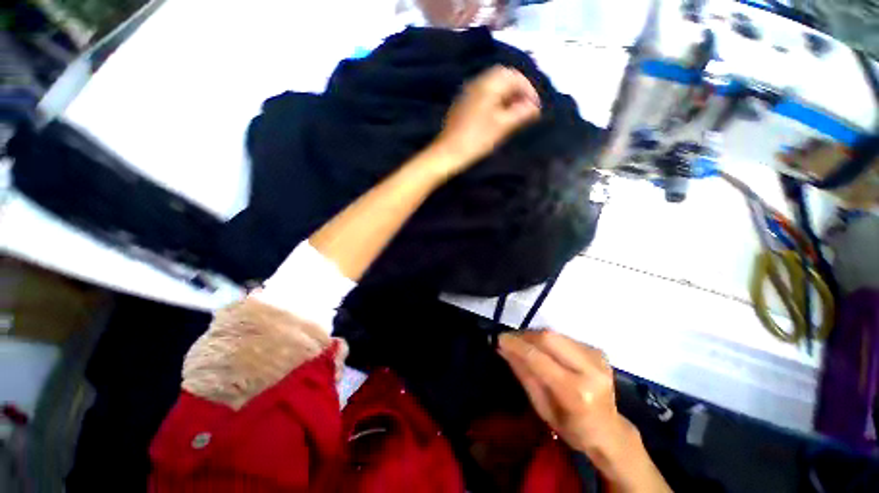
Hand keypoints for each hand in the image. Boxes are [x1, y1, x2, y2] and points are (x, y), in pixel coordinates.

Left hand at [432, 65, 540, 175]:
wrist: (449, 152)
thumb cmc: (477, 139)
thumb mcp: (502, 126)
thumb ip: (521, 113)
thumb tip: (535, 107)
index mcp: (488, 84)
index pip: (514, 76)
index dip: (528, 90)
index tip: (535, 107)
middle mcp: (477, 82)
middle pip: (503, 77)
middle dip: (517, 90)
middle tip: (525, 108)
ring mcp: (467, 92)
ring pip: (492, 85)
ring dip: (505, 95)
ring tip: (513, 112)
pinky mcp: (462, 103)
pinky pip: (482, 94)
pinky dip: (494, 100)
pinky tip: (497, 114)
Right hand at [498, 331, 643, 479]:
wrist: (609, 431)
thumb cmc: (571, 427)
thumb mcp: (541, 408)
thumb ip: (523, 373)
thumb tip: (503, 348)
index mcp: (576, 393)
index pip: (539, 359)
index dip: (516, 345)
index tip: (499, 338)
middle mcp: (590, 370)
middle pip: (549, 337)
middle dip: (524, 335)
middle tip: (509, 340)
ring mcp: (597, 357)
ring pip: (555, 333)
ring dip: (534, 335)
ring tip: (522, 343)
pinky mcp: (598, 350)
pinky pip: (564, 337)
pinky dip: (547, 339)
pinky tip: (542, 348)